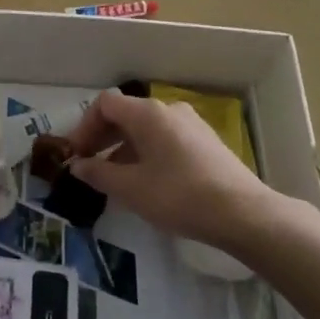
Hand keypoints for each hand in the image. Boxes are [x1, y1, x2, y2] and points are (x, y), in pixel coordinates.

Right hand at [65, 89, 282, 253]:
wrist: (242, 213)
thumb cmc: (179, 195)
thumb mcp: (130, 188)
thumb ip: (98, 174)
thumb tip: (78, 166)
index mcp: (148, 113)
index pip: (105, 104)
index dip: (85, 126)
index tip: (77, 155)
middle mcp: (169, 110)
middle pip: (126, 114)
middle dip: (102, 138)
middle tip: (89, 166)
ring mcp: (191, 125)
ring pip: (146, 129)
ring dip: (123, 148)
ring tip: (115, 180)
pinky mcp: (206, 143)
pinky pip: (165, 139)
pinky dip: (147, 153)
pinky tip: (147, 182)